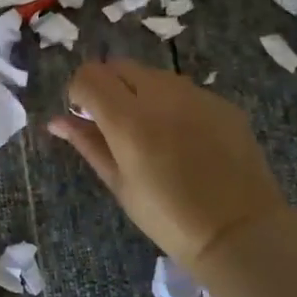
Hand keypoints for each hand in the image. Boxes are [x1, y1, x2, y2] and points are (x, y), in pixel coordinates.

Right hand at [48, 59, 288, 265]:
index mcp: (128, 118)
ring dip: (140, 92)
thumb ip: (87, 143)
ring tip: (151, 132)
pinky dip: (172, 104)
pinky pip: (185, 90)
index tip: (84, 116)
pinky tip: (184, 139)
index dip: (79, 92)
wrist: (239, 231)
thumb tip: (57, 121)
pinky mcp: (221, 102)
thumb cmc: (168, 217)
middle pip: (119, 66)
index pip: (89, 76)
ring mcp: (195, 94)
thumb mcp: (119, 184)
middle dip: (108, 86)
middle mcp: (160, 94)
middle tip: (113, 122)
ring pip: (153, 75)